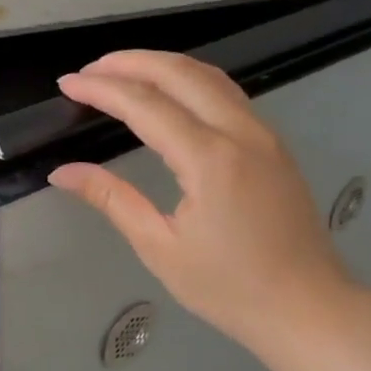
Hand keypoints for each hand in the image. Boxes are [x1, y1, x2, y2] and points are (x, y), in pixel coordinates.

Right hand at [50, 51, 354, 358]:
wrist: (307, 308)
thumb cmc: (229, 288)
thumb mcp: (161, 248)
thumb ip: (112, 199)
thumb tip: (63, 172)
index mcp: (210, 160)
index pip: (145, 106)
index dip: (102, 89)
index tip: (67, 83)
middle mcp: (240, 133)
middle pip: (180, 73)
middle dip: (131, 62)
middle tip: (90, 70)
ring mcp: (264, 135)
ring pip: (210, 77)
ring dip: (163, 65)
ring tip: (123, 71)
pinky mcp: (274, 145)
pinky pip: (228, 95)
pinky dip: (191, 81)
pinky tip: (172, 93)